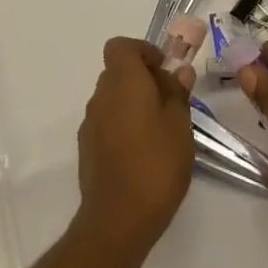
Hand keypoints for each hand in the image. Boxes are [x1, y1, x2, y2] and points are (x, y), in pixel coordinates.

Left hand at [74, 38, 196, 257]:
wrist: (117, 221)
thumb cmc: (155, 164)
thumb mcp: (180, 125)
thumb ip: (178, 93)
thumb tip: (179, 71)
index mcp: (123, 81)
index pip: (121, 46)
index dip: (143, 51)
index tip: (164, 70)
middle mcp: (101, 96)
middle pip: (118, 72)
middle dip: (143, 80)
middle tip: (170, 102)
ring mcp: (90, 124)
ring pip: (113, 99)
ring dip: (134, 104)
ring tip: (161, 131)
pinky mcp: (87, 149)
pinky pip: (107, 123)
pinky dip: (123, 126)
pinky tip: (143, 153)